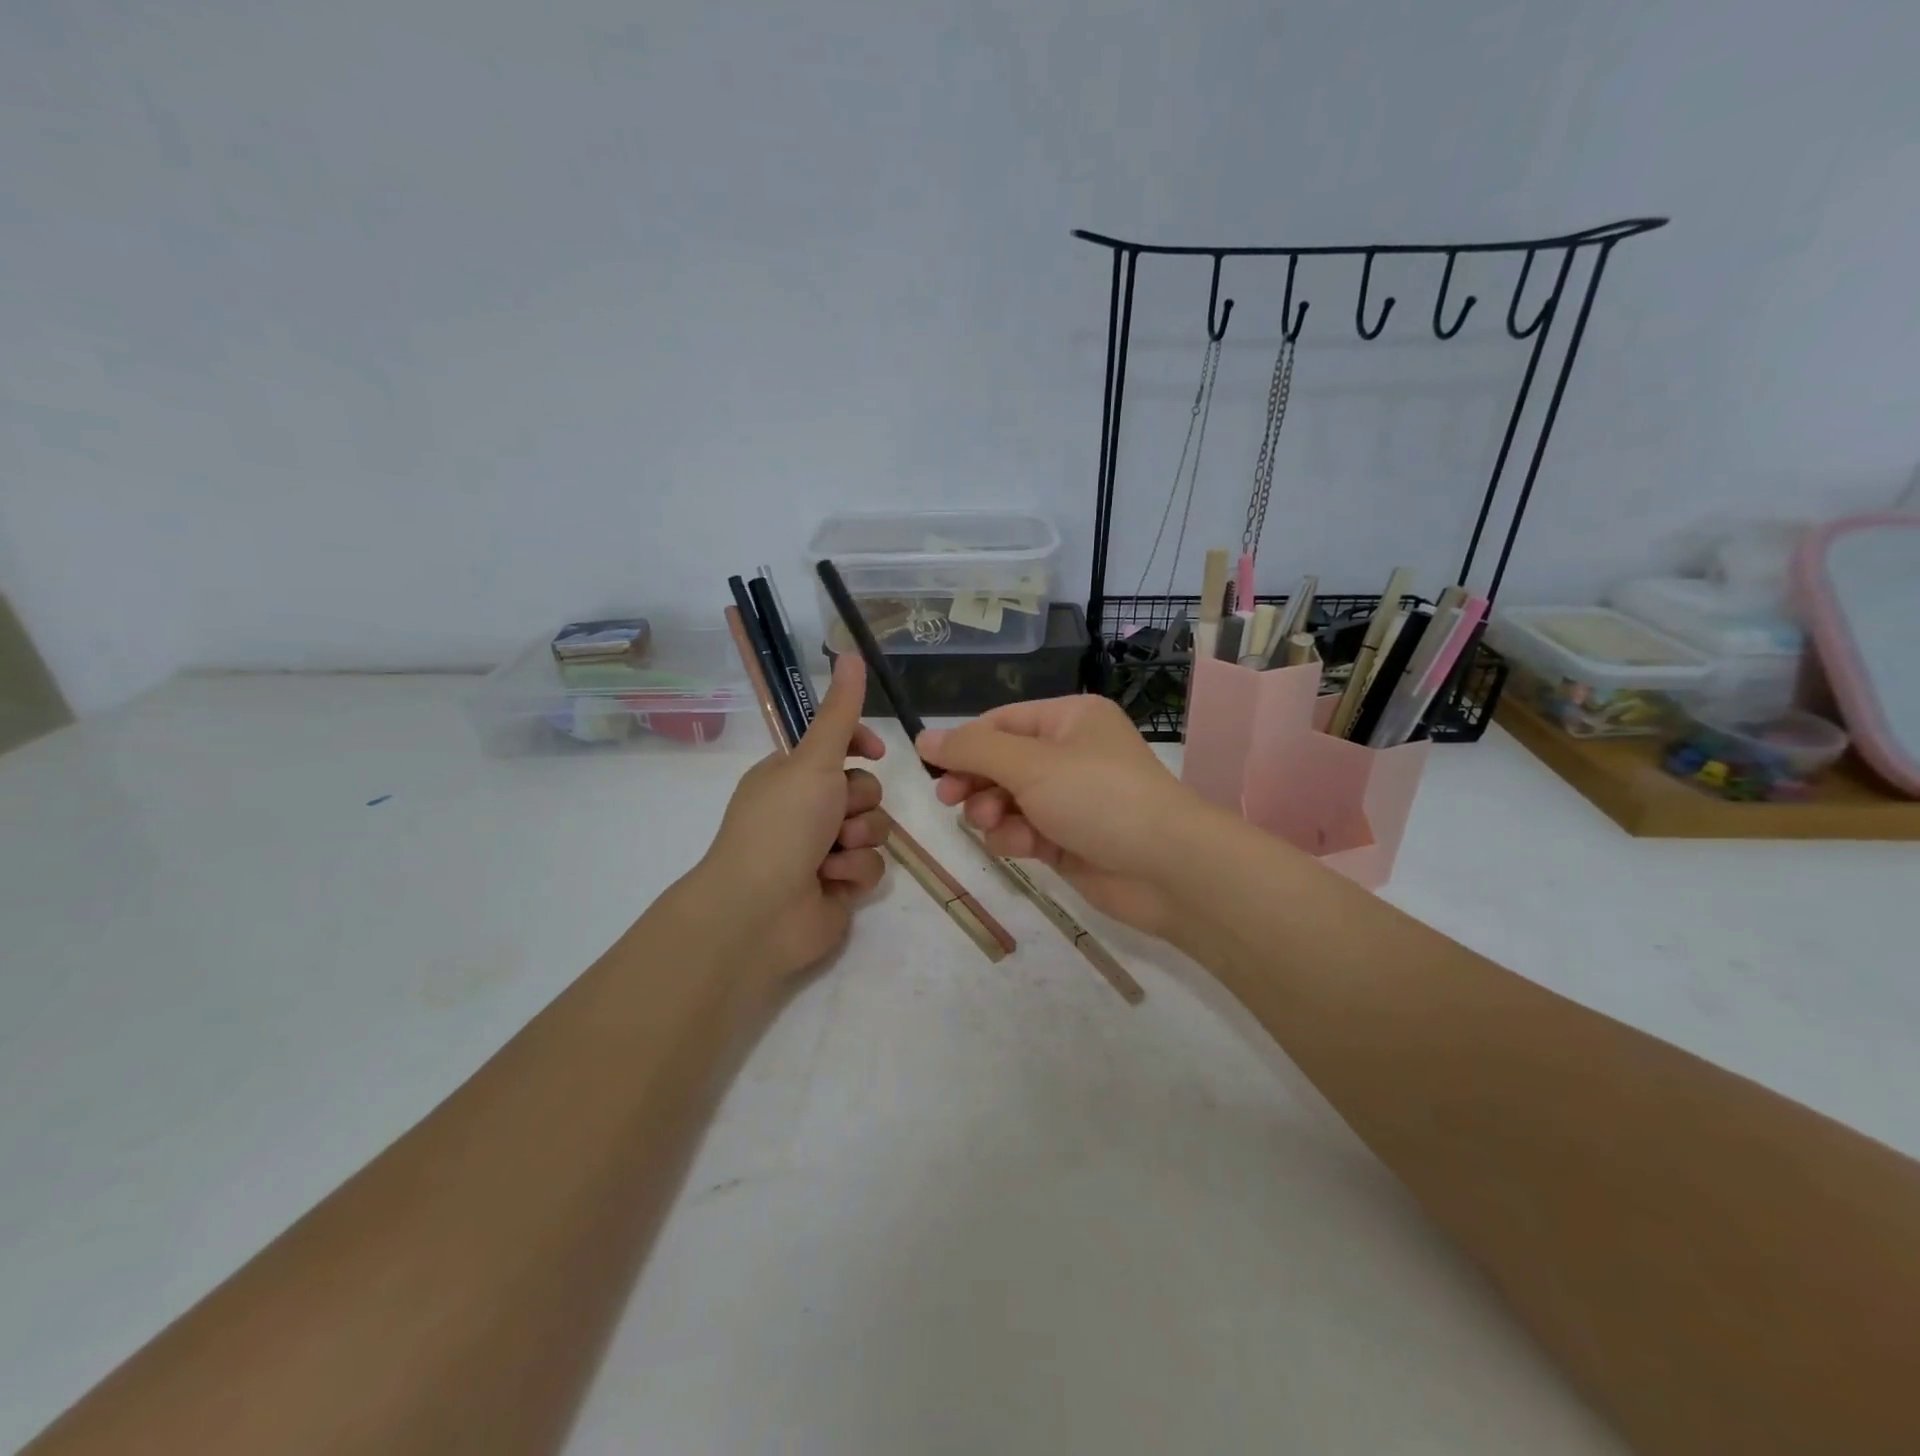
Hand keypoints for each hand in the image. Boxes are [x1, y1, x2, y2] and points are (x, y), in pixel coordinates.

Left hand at [686, 655, 889, 983]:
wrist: (759, 911)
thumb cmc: (782, 825)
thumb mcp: (813, 760)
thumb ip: (841, 712)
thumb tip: (851, 652)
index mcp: (792, 775)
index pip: (839, 747)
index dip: (860, 747)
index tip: (873, 752)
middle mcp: (807, 809)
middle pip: (866, 789)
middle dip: (859, 803)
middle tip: (836, 815)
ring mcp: (823, 849)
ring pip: (874, 828)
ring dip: (858, 840)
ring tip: (831, 856)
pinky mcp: (839, 886)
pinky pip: (871, 867)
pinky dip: (854, 873)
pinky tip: (830, 883)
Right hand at [917, 695, 1204, 940]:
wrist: (1166, 867)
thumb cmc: (1098, 797)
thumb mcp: (1030, 764)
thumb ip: (972, 751)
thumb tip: (923, 737)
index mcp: (1070, 720)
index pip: (1002, 722)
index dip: (965, 742)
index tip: (930, 766)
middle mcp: (1071, 754)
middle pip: (1002, 762)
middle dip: (976, 781)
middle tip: (949, 799)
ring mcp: (1071, 799)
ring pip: (1009, 800)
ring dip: (994, 812)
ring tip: (994, 823)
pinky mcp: (1070, 839)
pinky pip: (1026, 831)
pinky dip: (1017, 838)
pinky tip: (1021, 847)